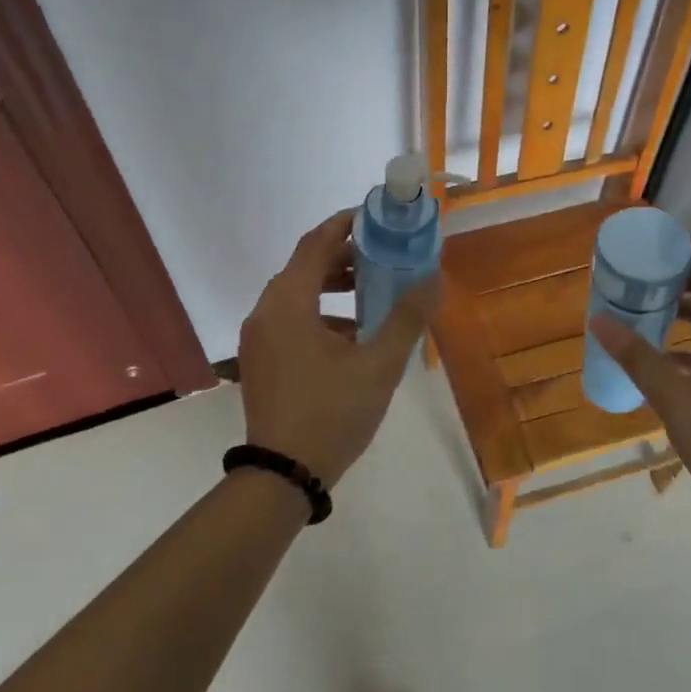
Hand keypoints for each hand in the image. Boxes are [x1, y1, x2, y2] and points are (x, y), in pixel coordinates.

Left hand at [238, 210, 440, 486]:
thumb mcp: (379, 365)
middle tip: (383, 257)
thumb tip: (433, 277)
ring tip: (372, 294)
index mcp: (288, 302)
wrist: (283, 474)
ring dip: (332, 288)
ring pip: (296, 295)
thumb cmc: (332, 412)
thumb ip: (407, 317)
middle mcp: (265, 311)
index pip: (316, 243)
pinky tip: (350, 337)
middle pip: (304, 267)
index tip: (376, 217)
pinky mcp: (260, 360)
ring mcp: (257, 338)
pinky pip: (290, 320)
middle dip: (344, 258)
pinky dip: (319, 314)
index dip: (345, 224)